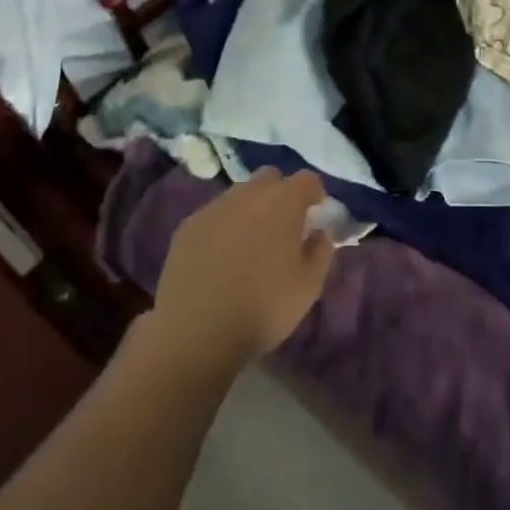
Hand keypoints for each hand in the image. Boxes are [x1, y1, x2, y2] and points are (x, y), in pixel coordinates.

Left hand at [148, 168, 335, 371]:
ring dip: (250, 209)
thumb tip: (319, 233)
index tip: (316, 212)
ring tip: (250, 243)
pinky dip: (223, 227)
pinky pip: (214, 215)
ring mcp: (214, 208)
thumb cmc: (263, 308)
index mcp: (283, 202)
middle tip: (283, 225)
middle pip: (270, 178)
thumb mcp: (308, 287)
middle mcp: (249, 194)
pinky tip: (221, 257)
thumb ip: (321, 252)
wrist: (196, 331)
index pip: (307, 180)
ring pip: (239, 194)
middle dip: (280, 193)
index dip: (314, 194)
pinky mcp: (188, 226)